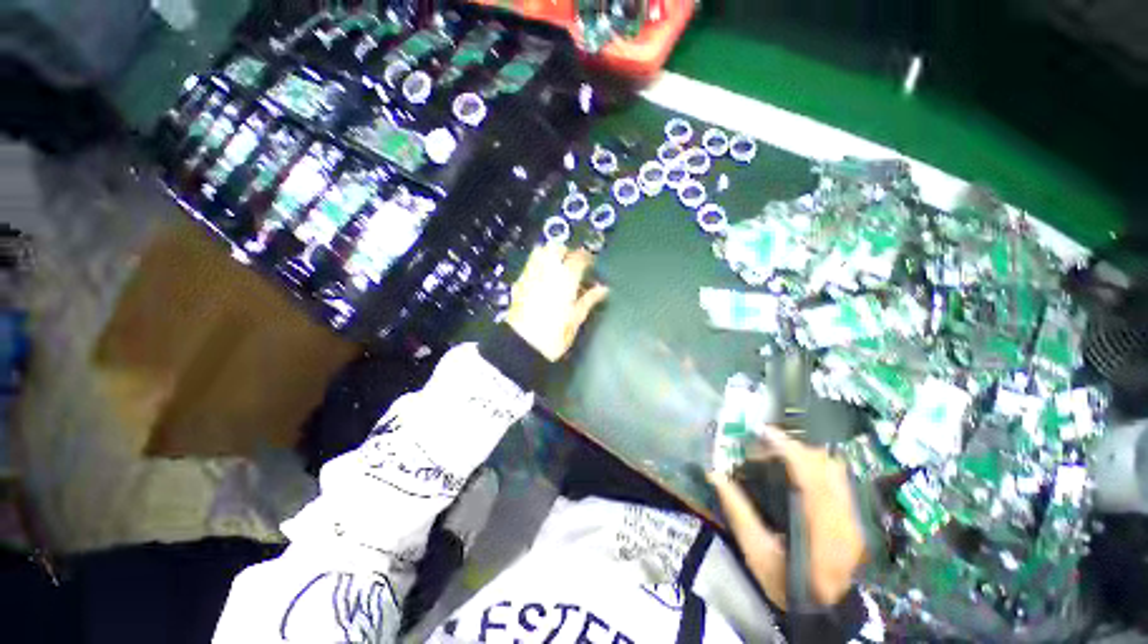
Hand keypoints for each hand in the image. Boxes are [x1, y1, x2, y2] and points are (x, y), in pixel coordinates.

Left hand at [506, 243, 608, 361]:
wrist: (522, 345)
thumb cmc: (554, 334)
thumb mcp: (576, 318)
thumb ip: (589, 300)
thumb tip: (603, 288)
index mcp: (565, 279)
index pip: (578, 258)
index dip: (587, 258)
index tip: (592, 263)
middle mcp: (546, 271)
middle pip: (555, 248)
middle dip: (566, 251)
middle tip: (574, 264)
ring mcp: (530, 276)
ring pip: (540, 252)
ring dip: (551, 254)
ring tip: (558, 268)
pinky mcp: (519, 284)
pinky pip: (530, 265)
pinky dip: (539, 265)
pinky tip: (544, 279)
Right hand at [709, 425, 866, 608]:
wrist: (826, 613)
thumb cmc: (787, 585)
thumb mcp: (756, 552)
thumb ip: (737, 511)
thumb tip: (714, 475)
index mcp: (821, 528)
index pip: (809, 474)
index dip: (786, 447)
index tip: (762, 431)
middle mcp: (844, 518)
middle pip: (825, 465)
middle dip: (794, 447)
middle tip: (765, 445)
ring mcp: (854, 518)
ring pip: (835, 469)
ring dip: (805, 455)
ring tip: (779, 454)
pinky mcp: (855, 519)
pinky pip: (838, 479)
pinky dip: (816, 466)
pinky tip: (797, 472)